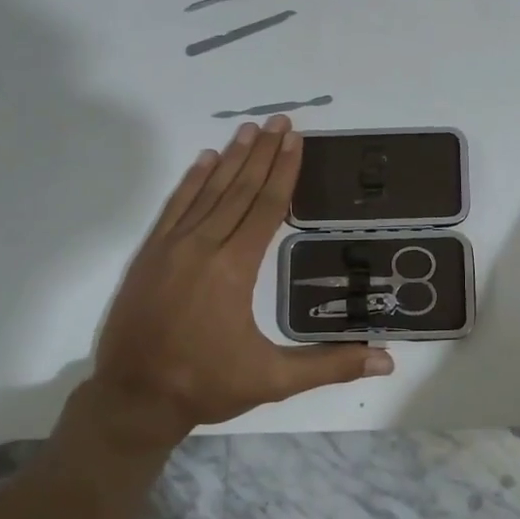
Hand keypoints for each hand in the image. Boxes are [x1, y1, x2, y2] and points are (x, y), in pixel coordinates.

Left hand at [89, 116, 393, 441]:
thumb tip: (386, 360)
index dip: (283, 171)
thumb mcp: (273, 379)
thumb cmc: (206, 385)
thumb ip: (330, 365)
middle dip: (262, 153)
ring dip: (231, 158)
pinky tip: (204, 160)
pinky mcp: (149, 254)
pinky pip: (175, 207)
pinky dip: (191, 181)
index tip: (295, 139)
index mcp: (234, 268)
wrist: (133, 398)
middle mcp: (203, 246)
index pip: (266, 207)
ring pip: (208, 192)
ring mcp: (171, 247)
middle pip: (239, 189)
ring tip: (249, 129)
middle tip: (279, 120)